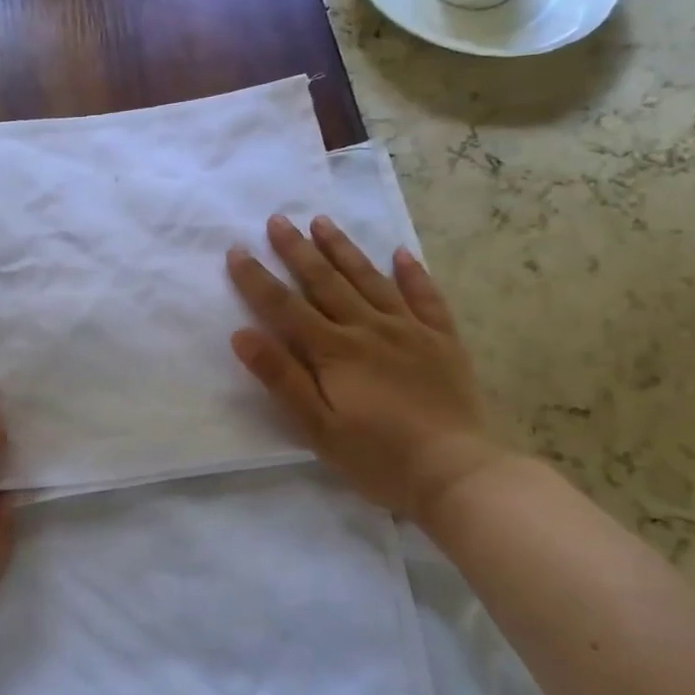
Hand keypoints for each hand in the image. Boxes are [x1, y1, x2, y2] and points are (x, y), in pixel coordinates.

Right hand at [226, 215, 504, 521]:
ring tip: (323, 222)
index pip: (285, 307)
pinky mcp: (443, 341)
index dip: (257, 279)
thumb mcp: (317, 427)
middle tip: (278, 219)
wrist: (456, 474)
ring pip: (370, 279)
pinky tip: (401, 253)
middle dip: (298, 250)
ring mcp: (410, 331)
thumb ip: (280, 378)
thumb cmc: (377, 458)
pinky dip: (413, 273)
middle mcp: (369, 329)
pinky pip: (426, 298)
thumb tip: (241, 334)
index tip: (237, 250)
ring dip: (344, 249)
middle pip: (326, 282)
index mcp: (334, 351)